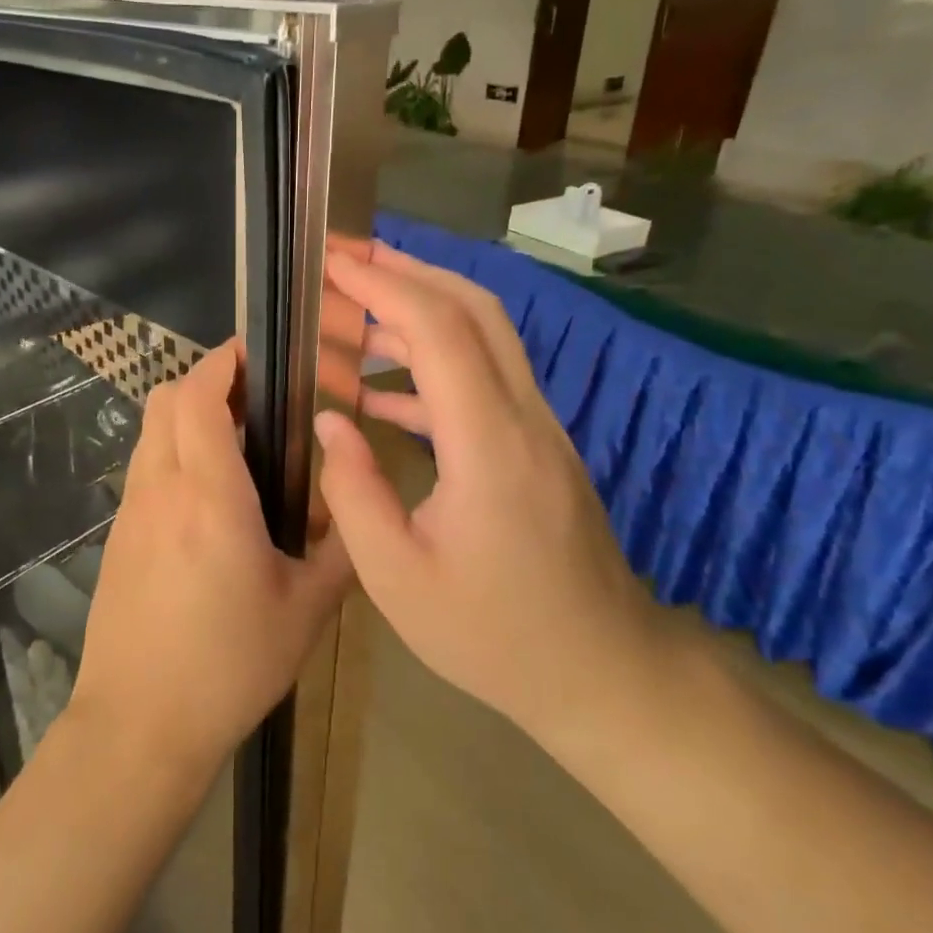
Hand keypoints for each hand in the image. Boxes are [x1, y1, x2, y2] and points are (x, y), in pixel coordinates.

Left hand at [71, 343, 351, 772]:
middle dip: (205, 380)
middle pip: (165, 400)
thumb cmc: (229, 666)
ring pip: (150, 432)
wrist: (139, 724)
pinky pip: (144, 469)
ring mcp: (131, 512)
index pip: (199, 396)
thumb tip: (351, 507)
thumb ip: (341, 550)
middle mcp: (161, 489)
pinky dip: (172, 453)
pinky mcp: (118, 537)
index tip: (256, 352)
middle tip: (256, 398)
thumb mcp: (307, 611)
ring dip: (186, 417)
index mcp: (210, 497)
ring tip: (237, 444)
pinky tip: (208, 498)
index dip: (223, 361)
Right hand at [314, 243, 655, 749]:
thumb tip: (330, 420)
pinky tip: (381, 391)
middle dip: (407, 271)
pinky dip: (432, 366)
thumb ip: (354, 491)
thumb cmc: (493, 637)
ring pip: (485, 338)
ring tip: (352, 311)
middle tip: (344, 260)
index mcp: (488, 445)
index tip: (333, 261)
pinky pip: (484, 381)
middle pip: (475, 310)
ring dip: (420, 310)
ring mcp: (539, 430)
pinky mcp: (537, 449)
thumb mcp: (397, 578)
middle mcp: (523, 418)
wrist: (602, 671)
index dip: (384, 285)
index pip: (439, 330)